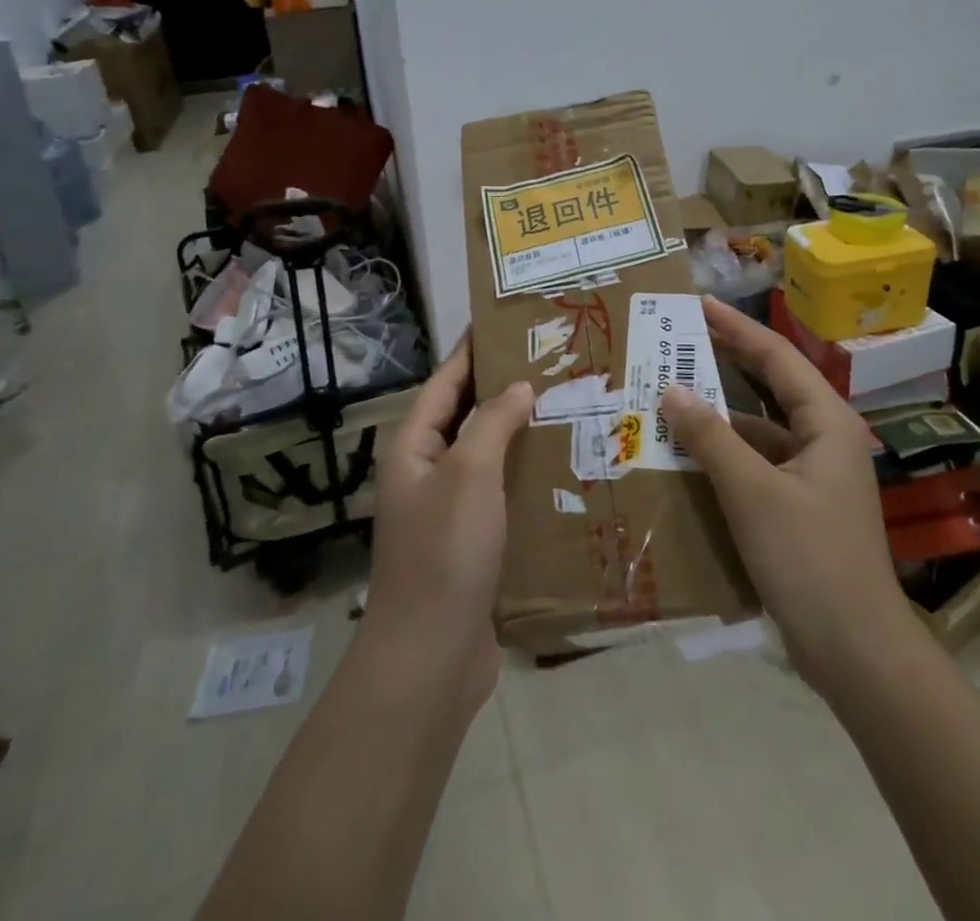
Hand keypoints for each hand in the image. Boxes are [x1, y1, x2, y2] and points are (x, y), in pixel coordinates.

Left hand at [363, 334, 533, 714]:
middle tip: (551, 361)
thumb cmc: (445, 551)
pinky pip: (500, 492)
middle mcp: (426, 471)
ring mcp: (448, 509)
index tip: (507, 322)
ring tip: (566, 404)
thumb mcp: (469, 473)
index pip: (445, 381)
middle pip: (466, 415)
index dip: (472, 350)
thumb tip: (518, 387)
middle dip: (503, 387)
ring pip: (486, 455)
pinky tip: (561, 466)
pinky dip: (524, 473)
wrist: (430, 657)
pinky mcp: (471, 542)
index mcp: (413, 447)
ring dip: (519, 431)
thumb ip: (492, 422)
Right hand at [661, 297, 904, 691]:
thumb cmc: (810, 559)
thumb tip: (672, 391)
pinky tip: (688, 459)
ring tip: (671, 399)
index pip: (776, 357)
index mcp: (827, 423)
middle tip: (679, 340)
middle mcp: (824, 439)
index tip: (698, 304)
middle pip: (770, 387)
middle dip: (726, 362)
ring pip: (760, 430)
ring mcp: (814, 476)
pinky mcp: (800, 508)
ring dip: (719, 417)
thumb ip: (711, 438)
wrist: (857, 653)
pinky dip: (725, 457)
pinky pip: (757, 466)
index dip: (736, 327)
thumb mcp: (752, 492)